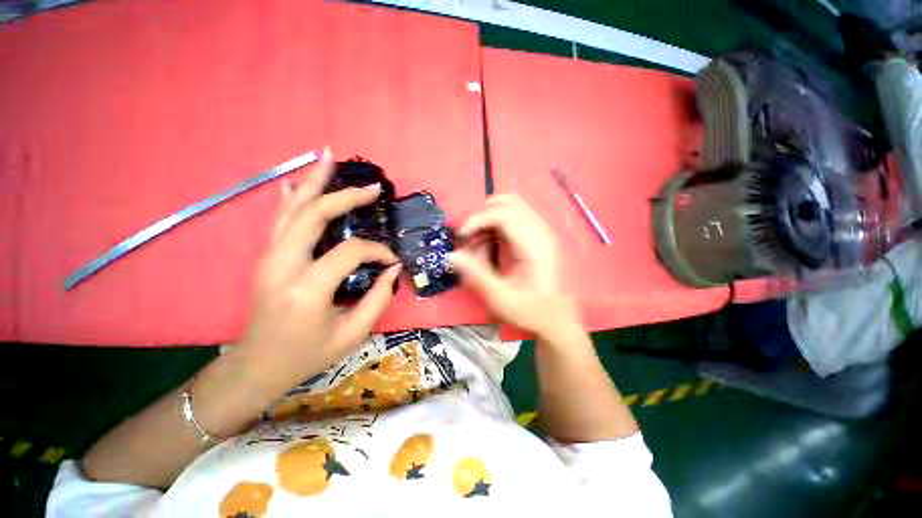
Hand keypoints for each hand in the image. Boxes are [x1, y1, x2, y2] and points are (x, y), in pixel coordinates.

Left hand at [238, 148, 400, 385]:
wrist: (255, 367)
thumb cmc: (305, 355)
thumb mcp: (352, 335)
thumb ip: (378, 299)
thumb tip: (393, 268)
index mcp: (307, 289)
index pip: (350, 251)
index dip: (377, 250)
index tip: (391, 259)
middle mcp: (283, 265)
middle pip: (315, 215)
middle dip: (346, 197)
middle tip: (373, 188)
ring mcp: (268, 258)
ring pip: (293, 210)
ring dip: (314, 183)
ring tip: (328, 158)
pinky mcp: (266, 258)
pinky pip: (280, 220)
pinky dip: (292, 198)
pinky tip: (298, 182)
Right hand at [450, 194, 580, 339]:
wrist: (556, 319)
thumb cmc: (531, 312)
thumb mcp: (500, 299)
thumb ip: (476, 276)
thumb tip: (452, 255)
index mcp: (535, 245)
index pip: (504, 213)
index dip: (478, 219)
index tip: (461, 237)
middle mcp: (540, 232)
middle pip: (508, 202)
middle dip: (482, 216)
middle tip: (468, 239)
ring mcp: (540, 232)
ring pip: (509, 207)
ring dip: (487, 220)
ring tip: (476, 244)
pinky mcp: (536, 236)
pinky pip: (512, 218)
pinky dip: (494, 226)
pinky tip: (488, 246)